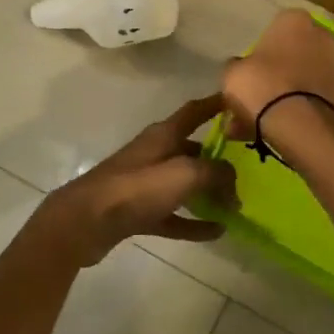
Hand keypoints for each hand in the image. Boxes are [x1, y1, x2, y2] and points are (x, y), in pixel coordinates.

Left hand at [28, 96, 237, 268]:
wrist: (85, 221)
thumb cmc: (136, 188)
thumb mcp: (184, 174)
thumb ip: (215, 173)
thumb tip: (233, 183)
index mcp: (163, 135)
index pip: (195, 111)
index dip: (216, 104)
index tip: (239, 101)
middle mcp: (155, 153)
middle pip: (193, 151)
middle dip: (219, 159)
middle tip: (248, 172)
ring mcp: (145, 184)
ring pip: (184, 184)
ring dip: (208, 193)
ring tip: (236, 206)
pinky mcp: (138, 211)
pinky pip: (174, 214)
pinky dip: (194, 222)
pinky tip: (216, 232)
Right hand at [222, 10, 333, 143]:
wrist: (300, 125)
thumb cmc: (262, 86)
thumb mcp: (233, 73)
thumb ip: (238, 67)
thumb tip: (242, 70)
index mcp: (295, 20)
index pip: (277, 28)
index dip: (264, 50)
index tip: (253, 70)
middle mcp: (323, 36)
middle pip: (296, 53)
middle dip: (280, 72)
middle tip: (260, 96)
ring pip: (307, 78)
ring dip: (291, 94)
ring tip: (265, 122)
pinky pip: (316, 98)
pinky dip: (302, 110)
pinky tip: (281, 131)